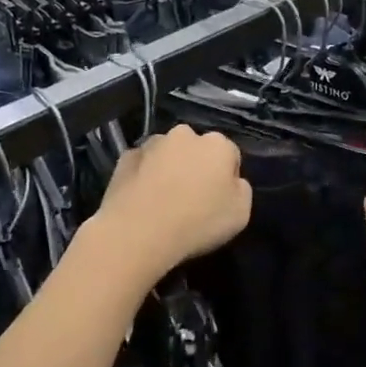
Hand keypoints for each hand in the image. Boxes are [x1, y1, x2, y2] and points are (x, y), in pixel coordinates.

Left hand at [92, 125, 250, 282]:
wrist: (138, 232)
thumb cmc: (198, 222)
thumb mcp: (241, 214)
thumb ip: (241, 190)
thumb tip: (232, 181)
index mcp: (218, 145)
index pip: (230, 155)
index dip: (227, 178)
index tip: (220, 200)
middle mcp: (185, 134)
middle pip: (196, 149)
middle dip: (196, 166)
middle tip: (192, 198)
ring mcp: (151, 144)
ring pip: (167, 153)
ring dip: (169, 168)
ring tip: (163, 200)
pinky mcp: (124, 157)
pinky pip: (142, 165)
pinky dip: (144, 176)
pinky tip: (142, 200)